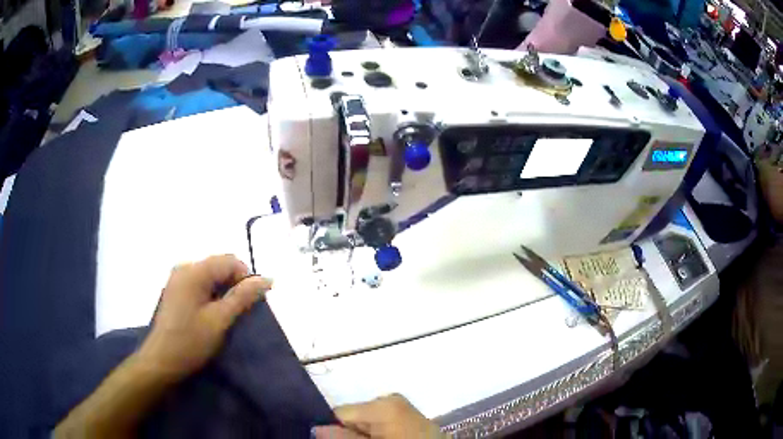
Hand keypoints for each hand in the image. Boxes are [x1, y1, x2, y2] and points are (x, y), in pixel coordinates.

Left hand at [137, 255, 272, 379]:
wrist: (162, 361)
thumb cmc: (191, 341)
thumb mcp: (220, 320)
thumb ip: (243, 297)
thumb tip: (267, 278)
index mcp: (194, 271)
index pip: (230, 260)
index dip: (246, 278)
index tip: (250, 304)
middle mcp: (184, 267)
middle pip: (219, 265)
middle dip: (234, 285)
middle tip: (239, 313)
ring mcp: (177, 278)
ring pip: (211, 275)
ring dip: (223, 291)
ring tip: (226, 316)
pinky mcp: (175, 290)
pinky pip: (200, 283)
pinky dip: (211, 295)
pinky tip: (211, 315)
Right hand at [312, 394, 444, 438]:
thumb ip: (343, 438)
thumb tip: (316, 427)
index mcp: (382, 404)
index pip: (339, 412)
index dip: (334, 429)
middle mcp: (391, 399)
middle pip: (353, 416)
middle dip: (350, 432)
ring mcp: (402, 407)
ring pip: (367, 422)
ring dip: (363, 434)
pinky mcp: (410, 416)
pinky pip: (383, 423)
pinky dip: (378, 434)